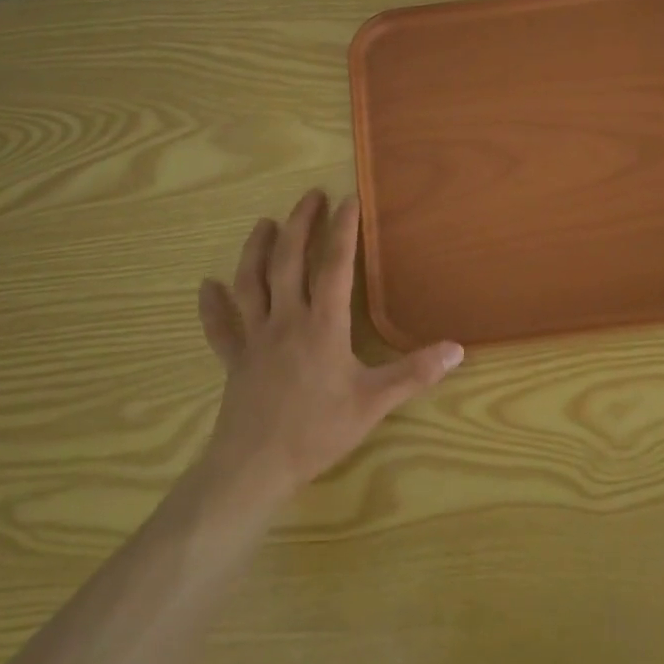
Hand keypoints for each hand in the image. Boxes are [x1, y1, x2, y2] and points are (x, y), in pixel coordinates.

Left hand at [194, 189, 462, 514]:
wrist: (254, 468)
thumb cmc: (317, 431)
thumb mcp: (374, 403)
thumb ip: (414, 373)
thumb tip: (457, 349)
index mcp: (323, 326)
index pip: (335, 267)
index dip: (343, 230)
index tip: (349, 199)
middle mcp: (286, 321)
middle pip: (289, 262)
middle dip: (300, 225)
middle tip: (310, 196)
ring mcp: (255, 339)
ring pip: (251, 284)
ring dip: (256, 250)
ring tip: (265, 223)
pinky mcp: (235, 360)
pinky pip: (221, 328)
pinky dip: (212, 306)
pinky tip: (206, 287)